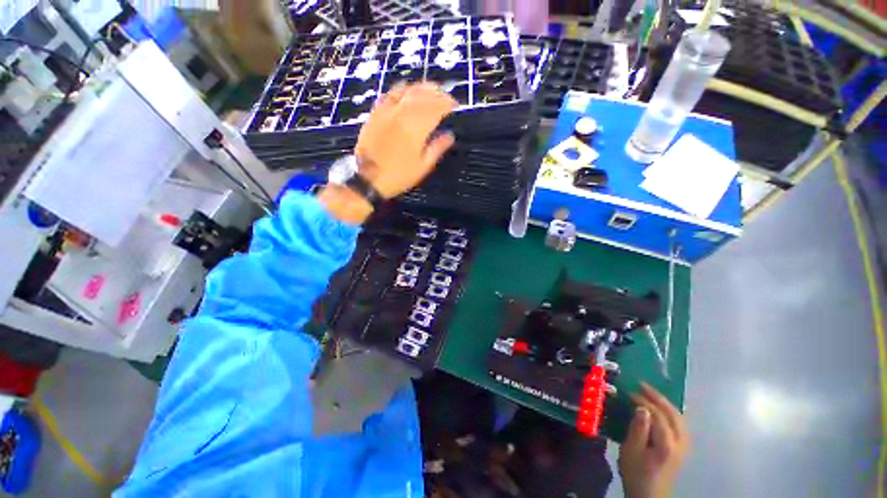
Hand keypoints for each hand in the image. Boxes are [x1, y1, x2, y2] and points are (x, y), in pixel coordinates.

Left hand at [355, 83, 457, 198]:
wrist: (368, 178)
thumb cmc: (399, 175)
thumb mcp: (423, 166)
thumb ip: (437, 148)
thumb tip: (450, 135)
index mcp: (416, 128)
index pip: (436, 108)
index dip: (447, 104)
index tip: (455, 105)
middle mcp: (402, 113)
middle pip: (423, 96)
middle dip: (437, 94)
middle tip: (446, 96)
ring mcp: (387, 110)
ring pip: (406, 90)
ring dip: (421, 88)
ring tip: (430, 90)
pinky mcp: (375, 112)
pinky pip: (389, 94)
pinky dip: (401, 89)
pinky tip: (406, 90)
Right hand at [618, 383, 690, 497]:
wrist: (649, 496)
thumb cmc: (636, 473)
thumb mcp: (631, 451)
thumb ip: (638, 428)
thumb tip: (641, 407)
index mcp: (667, 444)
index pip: (658, 415)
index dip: (644, 401)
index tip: (629, 392)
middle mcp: (680, 443)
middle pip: (674, 415)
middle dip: (659, 397)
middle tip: (642, 385)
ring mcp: (684, 447)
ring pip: (680, 419)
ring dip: (666, 404)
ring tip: (651, 394)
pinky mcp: (682, 450)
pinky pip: (680, 425)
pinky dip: (672, 413)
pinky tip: (664, 410)